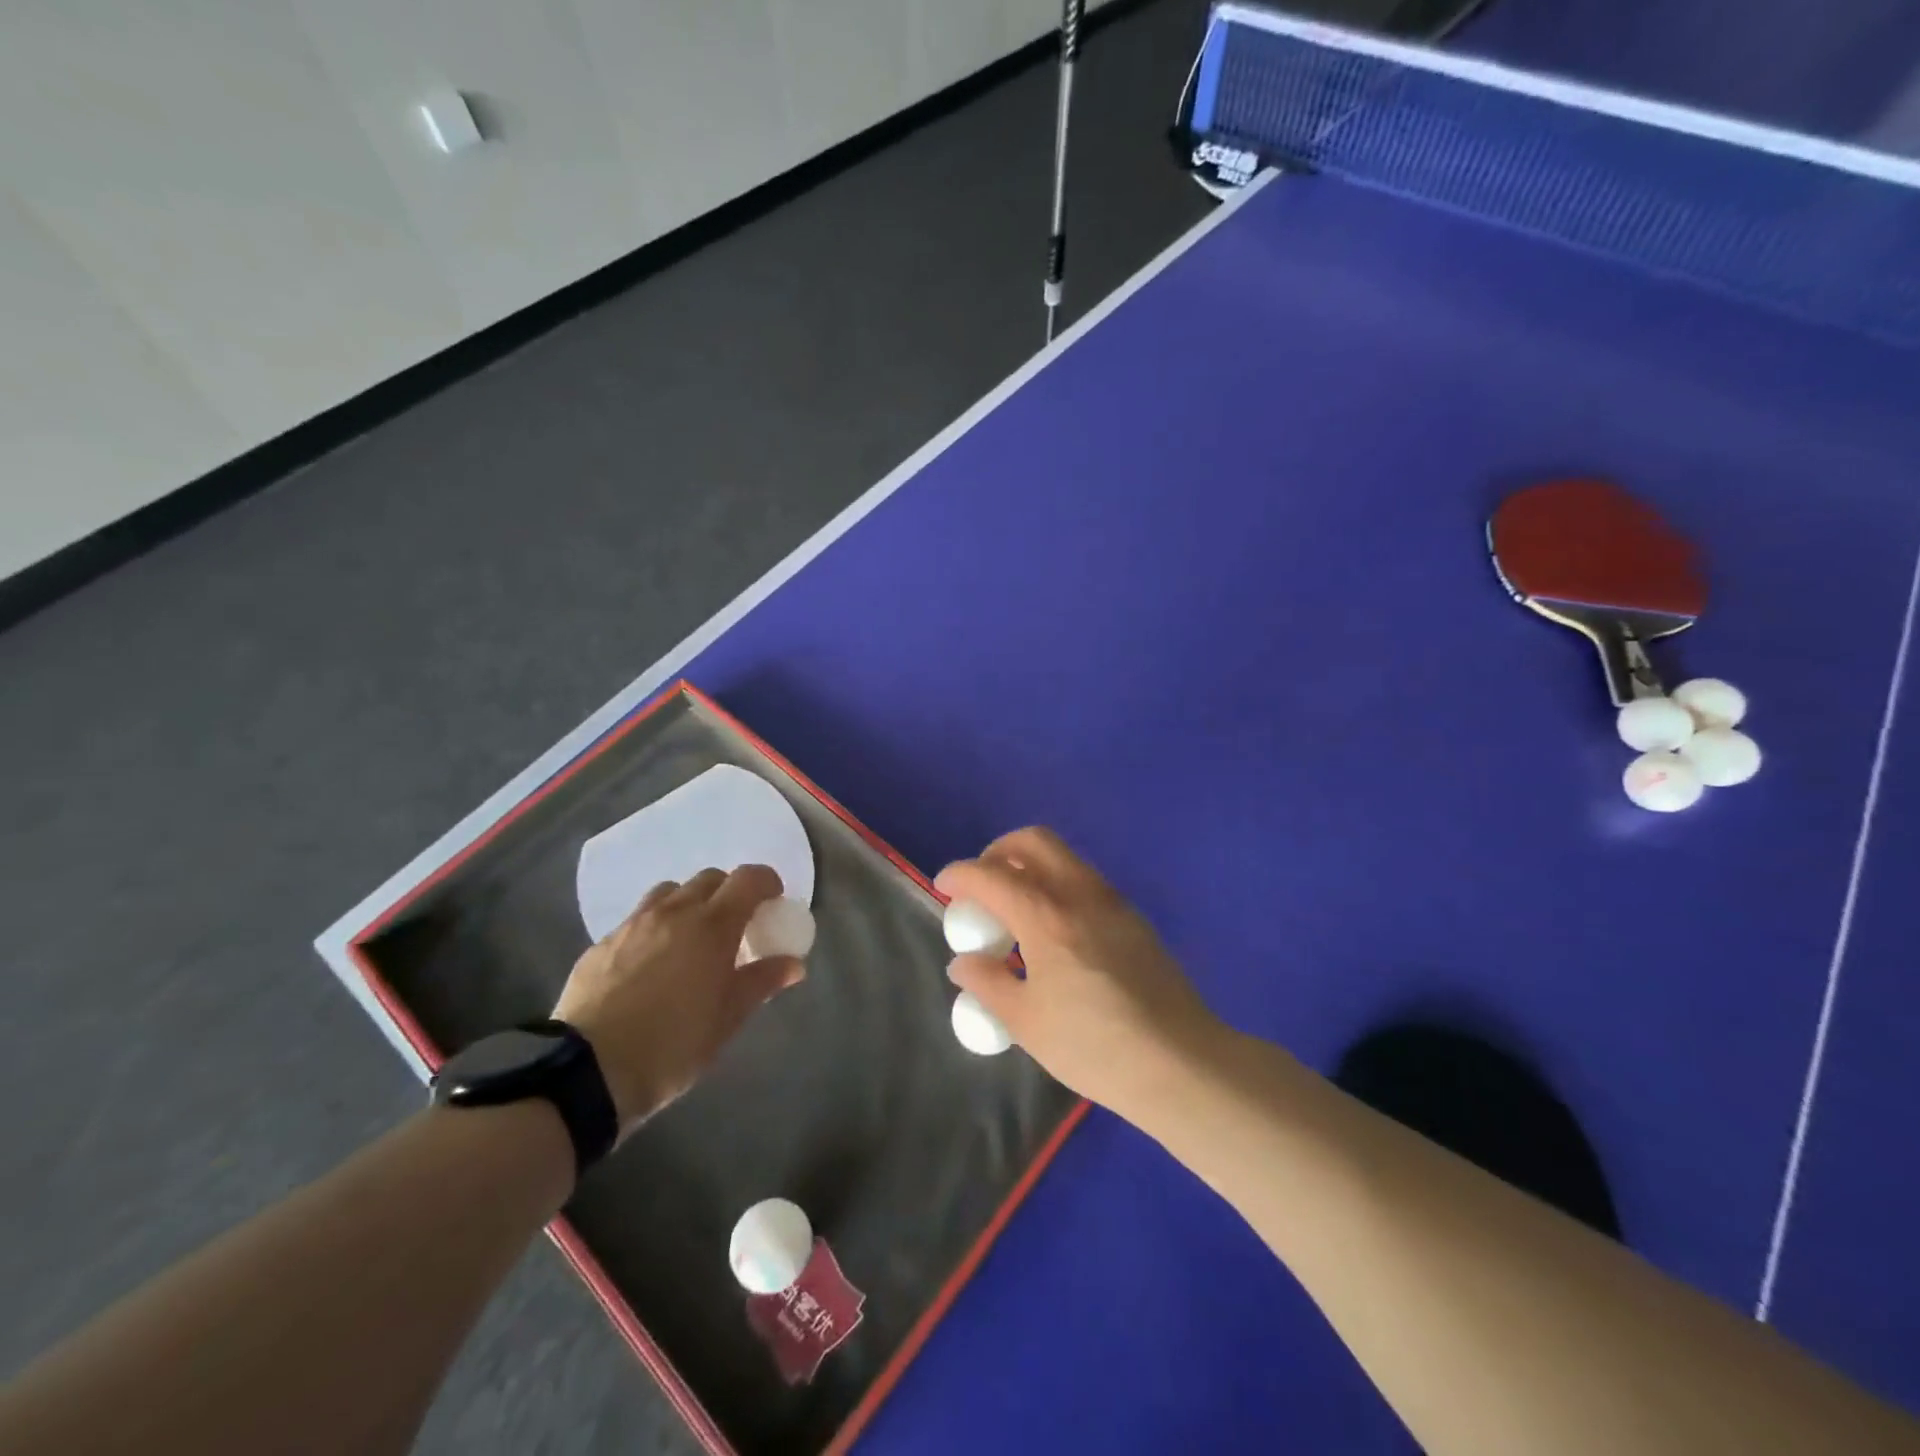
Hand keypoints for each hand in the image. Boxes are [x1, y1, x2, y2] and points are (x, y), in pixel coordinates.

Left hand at [553, 865, 803, 1134]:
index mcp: (712, 925)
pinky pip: (638, 919)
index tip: (773, 903)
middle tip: (735, 928)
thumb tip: (793, 964)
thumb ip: (762, 982)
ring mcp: (633, 924)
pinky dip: (656, 927)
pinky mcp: (602, 943)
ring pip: (670, 892)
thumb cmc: (673, 1045)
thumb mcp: (727, 1018)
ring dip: (689, 904)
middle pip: (710, 879)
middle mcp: (673, 912)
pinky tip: (652, 963)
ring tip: (691, 940)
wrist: (587, 1072)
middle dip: (729, 894)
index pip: (749, 879)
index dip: (767, 883)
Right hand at [936, 827, 1224, 1118]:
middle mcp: (1080, 894)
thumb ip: (988, 983)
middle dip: (998, 852)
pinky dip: (1058, 885)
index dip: (960, 875)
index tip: (943, 887)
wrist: (1180, 1062)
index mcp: (1047, 916)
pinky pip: (1085, 881)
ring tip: (1016, 910)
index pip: (991, 875)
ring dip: (1031, 866)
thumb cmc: (1094, 1046)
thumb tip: (963, 963)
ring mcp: (1113, 902)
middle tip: (982, 885)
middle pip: (1034, 841)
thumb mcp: (1026, 1022)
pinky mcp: (1134, 918)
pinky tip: (1054, 931)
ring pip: (1064, 857)